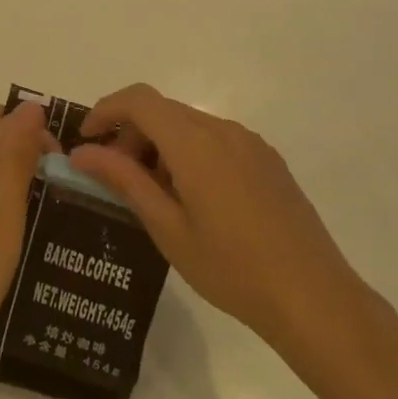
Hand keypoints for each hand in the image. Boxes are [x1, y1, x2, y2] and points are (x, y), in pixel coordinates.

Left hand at [0, 103, 55, 367]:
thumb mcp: (5, 209)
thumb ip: (18, 156)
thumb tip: (32, 107)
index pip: (7, 116)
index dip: (39, 126)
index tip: (68, 159)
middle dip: (28, 135)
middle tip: (58, 170)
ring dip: (20, 159)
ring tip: (52, 190)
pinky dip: (9, 182)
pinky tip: (28, 211)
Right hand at [71, 85, 373, 355]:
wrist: (314, 298)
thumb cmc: (232, 269)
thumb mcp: (167, 228)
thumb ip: (124, 181)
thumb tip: (83, 153)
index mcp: (195, 143)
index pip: (139, 100)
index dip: (106, 110)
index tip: (87, 141)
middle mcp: (223, 129)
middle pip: (163, 110)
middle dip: (130, 133)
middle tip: (115, 177)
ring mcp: (250, 142)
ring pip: (189, 124)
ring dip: (160, 144)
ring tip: (152, 194)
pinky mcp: (267, 159)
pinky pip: (215, 139)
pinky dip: (188, 152)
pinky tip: (191, 198)